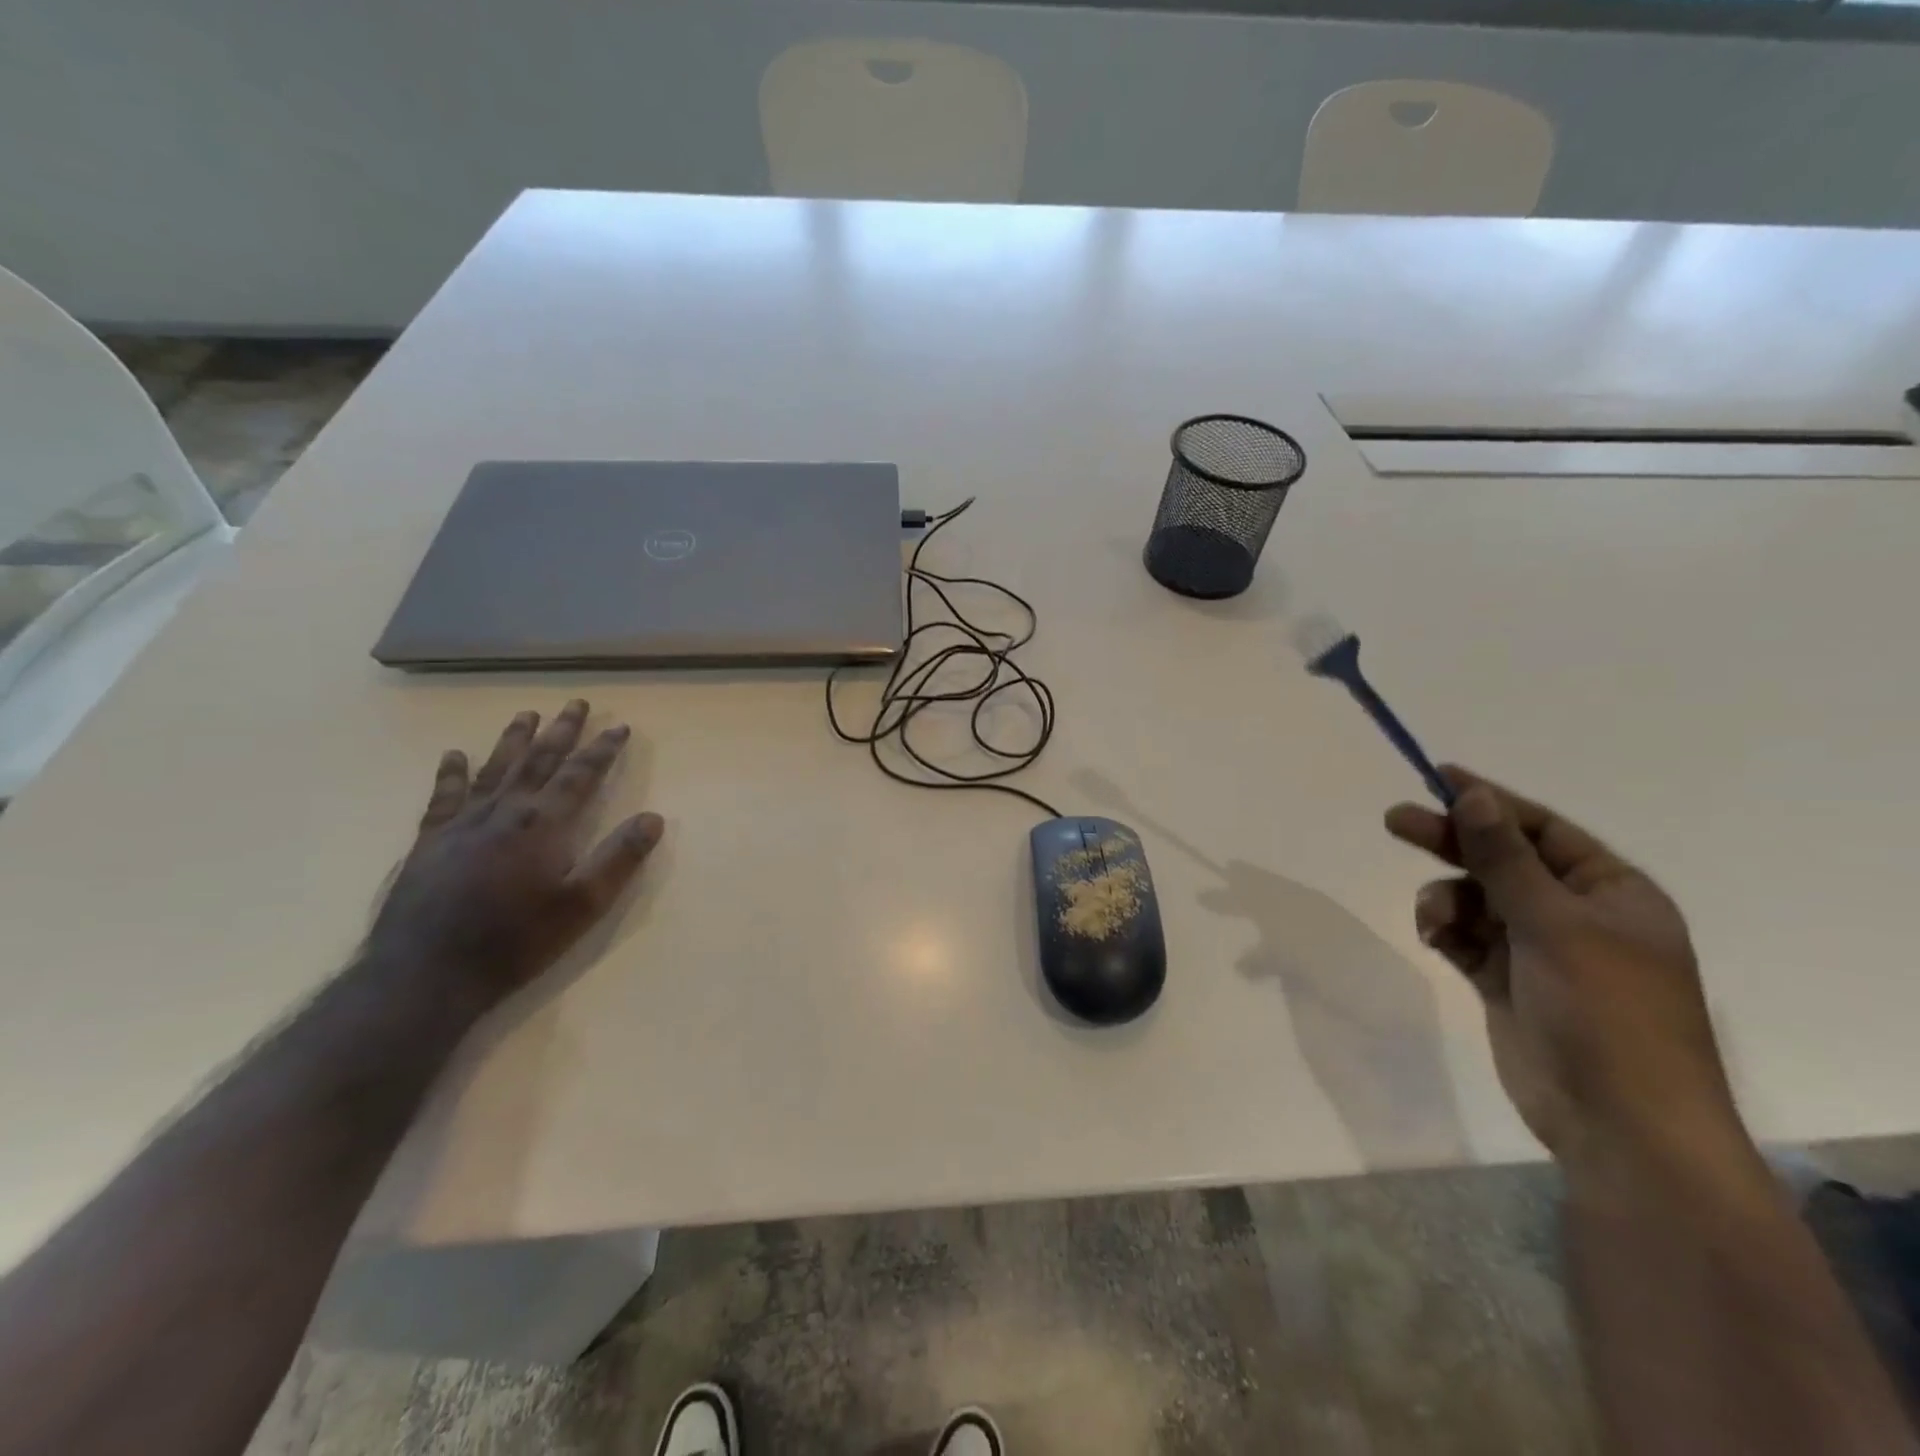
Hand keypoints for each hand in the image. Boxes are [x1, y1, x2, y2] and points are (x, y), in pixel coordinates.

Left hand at [368, 700, 663, 1011]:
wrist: (426, 973)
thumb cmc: (514, 941)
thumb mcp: (582, 906)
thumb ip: (618, 859)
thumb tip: (653, 818)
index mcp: (543, 825)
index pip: (581, 775)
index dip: (603, 749)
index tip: (620, 726)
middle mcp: (504, 812)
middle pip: (538, 761)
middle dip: (562, 731)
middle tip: (576, 703)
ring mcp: (463, 824)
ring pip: (494, 769)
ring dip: (513, 740)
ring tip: (527, 714)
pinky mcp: (430, 842)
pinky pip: (444, 796)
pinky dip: (452, 773)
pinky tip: (453, 756)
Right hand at [1385, 768, 1734, 1165]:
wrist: (1619, 1123)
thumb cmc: (1607, 1012)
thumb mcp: (1555, 924)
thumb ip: (1506, 859)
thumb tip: (1475, 795)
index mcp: (1611, 893)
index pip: (1543, 830)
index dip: (1492, 802)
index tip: (1439, 777)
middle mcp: (1574, 914)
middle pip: (1500, 860)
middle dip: (1451, 842)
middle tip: (1395, 820)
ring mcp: (1538, 950)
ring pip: (1474, 899)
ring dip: (1446, 900)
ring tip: (1434, 920)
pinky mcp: (1504, 980)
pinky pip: (1463, 936)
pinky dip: (1444, 930)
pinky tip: (1433, 938)